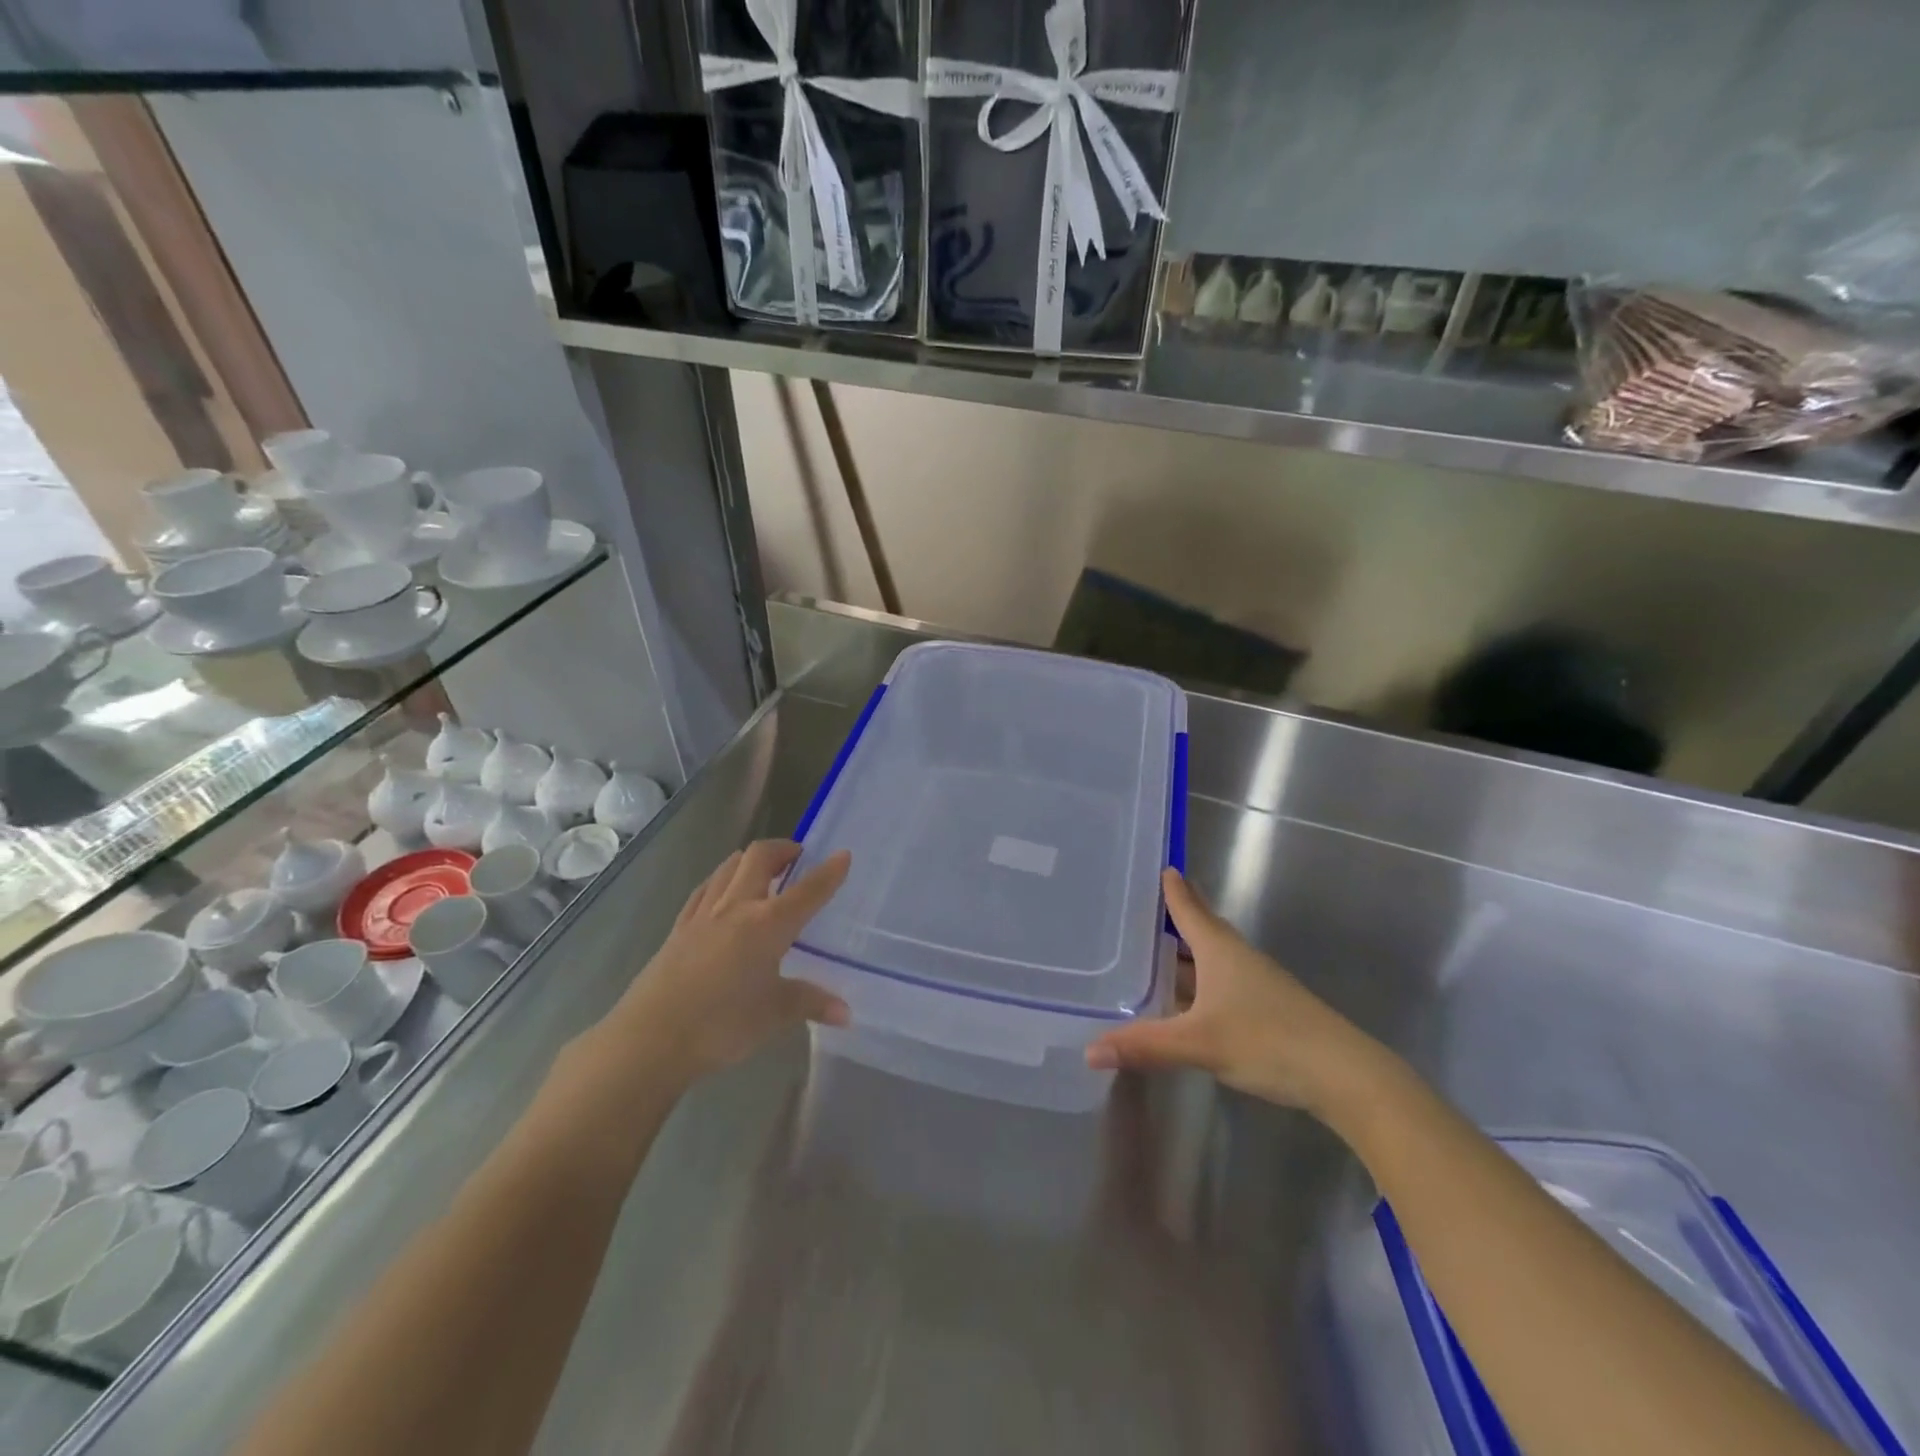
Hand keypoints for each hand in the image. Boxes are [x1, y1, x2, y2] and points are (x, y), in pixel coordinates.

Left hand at [613, 840, 850, 1085]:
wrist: (650, 1039)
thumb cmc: (721, 1024)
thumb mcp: (774, 1015)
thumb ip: (811, 1004)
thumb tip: (846, 1012)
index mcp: (768, 924)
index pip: (807, 890)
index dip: (829, 872)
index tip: (843, 855)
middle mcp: (737, 907)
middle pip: (760, 858)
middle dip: (782, 849)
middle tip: (798, 856)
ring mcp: (703, 914)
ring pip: (728, 867)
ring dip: (750, 859)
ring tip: (763, 870)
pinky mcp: (678, 928)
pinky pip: (705, 889)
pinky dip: (721, 880)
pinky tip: (722, 893)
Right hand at [1085, 869, 1380, 1113]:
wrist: (1344, 1074)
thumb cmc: (1268, 1040)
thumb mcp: (1199, 1042)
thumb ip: (1145, 1045)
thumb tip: (1090, 1051)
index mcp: (1220, 949)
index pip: (1190, 909)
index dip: (1174, 889)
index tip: (1161, 866)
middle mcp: (1237, 958)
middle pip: (1202, 928)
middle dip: (1177, 916)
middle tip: (1145, 906)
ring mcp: (1254, 984)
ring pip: (1212, 958)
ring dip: (1186, 952)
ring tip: (1155, 950)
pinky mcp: (1265, 1009)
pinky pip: (1220, 982)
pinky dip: (1197, 981)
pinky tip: (1185, 999)